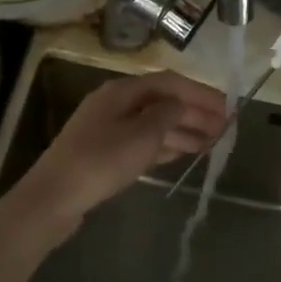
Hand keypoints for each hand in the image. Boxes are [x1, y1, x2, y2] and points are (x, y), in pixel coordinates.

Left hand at [9, 71, 228, 236]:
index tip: (227, 106)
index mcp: (122, 91)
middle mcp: (116, 104)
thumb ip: (167, 115)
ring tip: (212, 143)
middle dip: (194, 113)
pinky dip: (166, 145)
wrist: (53, 199)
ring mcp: (108, 129)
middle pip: (162, 102)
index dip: (200, 93)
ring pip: (154, 124)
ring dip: (183, 130)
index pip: (169, 82)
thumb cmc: (101, 161)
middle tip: (225, 128)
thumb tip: (181, 103)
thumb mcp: (142, 135)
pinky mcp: (105, 154)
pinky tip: (184, 153)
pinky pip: (143, 142)